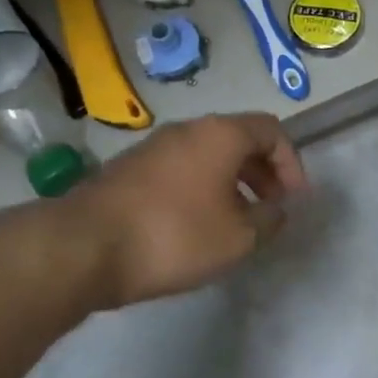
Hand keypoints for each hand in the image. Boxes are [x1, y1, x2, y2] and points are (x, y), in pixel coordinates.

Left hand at [71, 113, 307, 306]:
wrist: (83, 247)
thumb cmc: (174, 235)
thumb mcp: (238, 238)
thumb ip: (268, 221)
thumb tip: (276, 210)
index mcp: (220, 134)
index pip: (271, 130)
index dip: (291, 163)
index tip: (294, 200)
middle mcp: (187, 130)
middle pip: (238, 139)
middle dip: (263, 172)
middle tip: (271, 209)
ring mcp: (153, 147)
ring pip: (207, 155)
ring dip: (231, 182)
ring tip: (236, 222)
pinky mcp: (129, 169)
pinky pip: (180, 170)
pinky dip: (200, 189)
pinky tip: (196, 226)